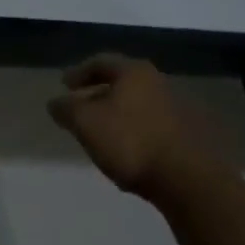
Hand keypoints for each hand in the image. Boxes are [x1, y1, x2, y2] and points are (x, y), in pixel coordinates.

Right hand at [49, 54, 202, 198]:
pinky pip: (153, 126)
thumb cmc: (133, 142)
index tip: (64, 85)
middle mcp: (156, 81)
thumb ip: (67, 111)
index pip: (100, 63)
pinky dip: (136, 132)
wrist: (191, 181)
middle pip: (121, 83)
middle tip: (82, 108)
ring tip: (104, 133)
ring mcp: (176, 108)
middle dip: (99, 94)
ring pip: (138, 105)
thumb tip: (54, 102)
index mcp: (133, 71)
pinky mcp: (188, 136)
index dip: (79, 73)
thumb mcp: (88, 125)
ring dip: (119, 115)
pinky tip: (130, 151)